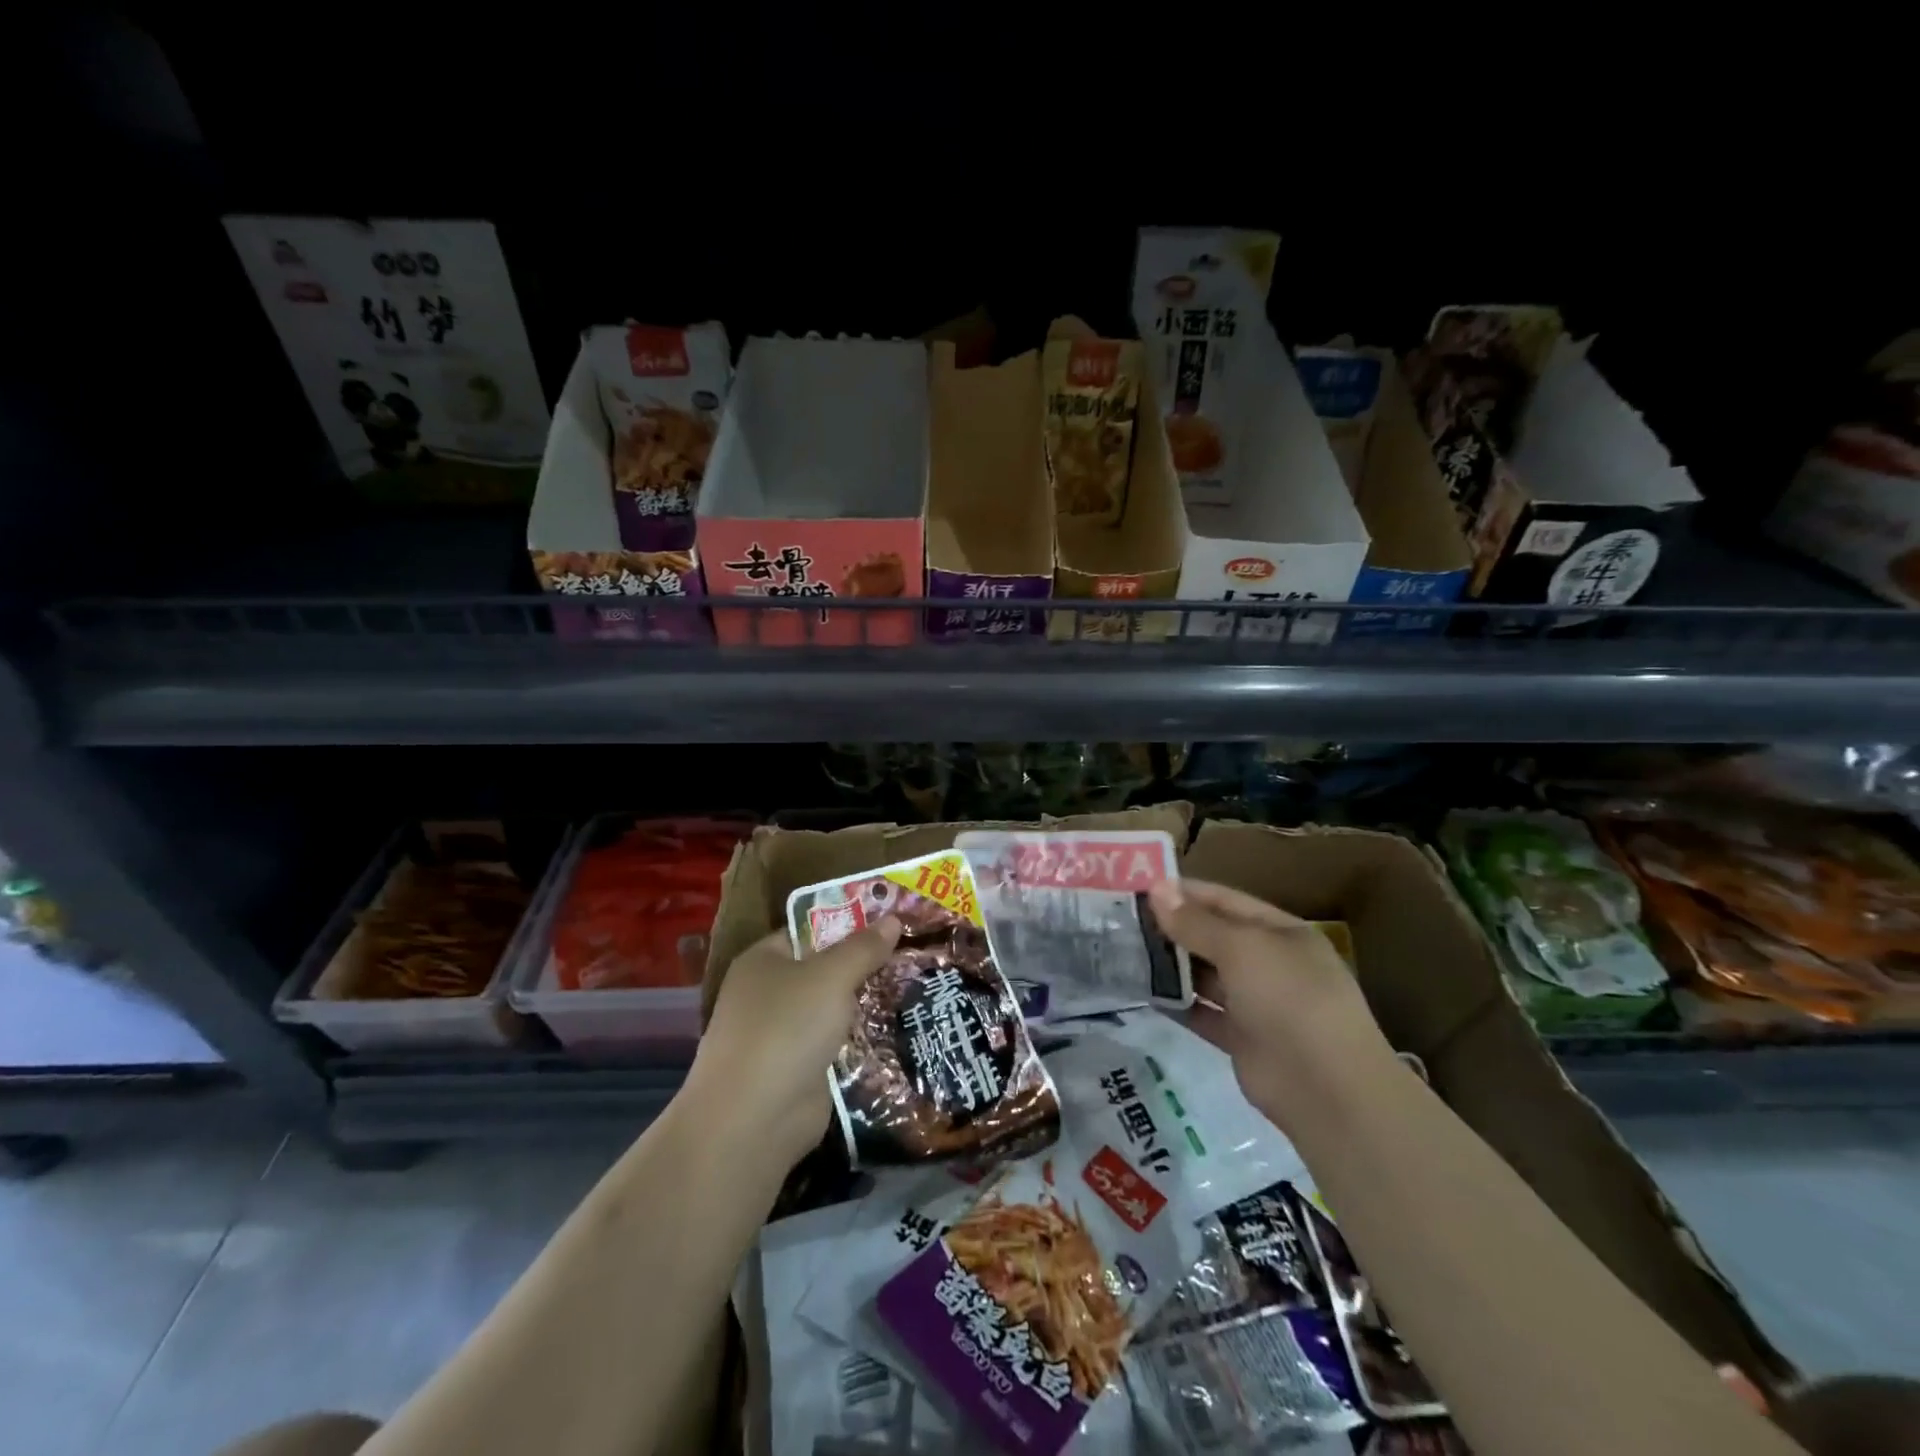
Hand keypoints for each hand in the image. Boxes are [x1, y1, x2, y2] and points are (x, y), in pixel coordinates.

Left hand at [686, 917, 902, 1168]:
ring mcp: (783, 1033)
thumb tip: (893, 918)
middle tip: (914, 950)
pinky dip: (862, 1039)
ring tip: (917, 983)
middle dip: (865, 962)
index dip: (849, 920)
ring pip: (834, 1007)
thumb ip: (863, 947)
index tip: (892, 917)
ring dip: (867, 1002)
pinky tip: (899, 1028)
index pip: (810, 928)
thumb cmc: (786, 1028)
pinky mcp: (799, 1069)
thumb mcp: (830, 976)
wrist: (754, 1120)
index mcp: (764, 959)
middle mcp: (769, 992)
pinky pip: (837, 1042)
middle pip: (825, 967)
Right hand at [1147, 878, 1394, 1131]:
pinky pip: (1202, 1013)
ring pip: (1205, 975)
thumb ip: (1196, 923)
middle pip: (1213, 936)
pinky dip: (1176, 1002)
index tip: (1139, 887)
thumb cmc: (1289, 998)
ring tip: (1123, 951)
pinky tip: (1142, 991)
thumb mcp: (1242, 949)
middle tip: (1121, 919)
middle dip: (1172, 927)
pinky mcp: (1241, 1040)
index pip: (1225, 900)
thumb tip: (1156, 889)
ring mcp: (1256, 1003)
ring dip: (1170, 964)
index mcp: (1280, 933)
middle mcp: (1269, 963)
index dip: (1185, 892)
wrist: (1326, 1089)